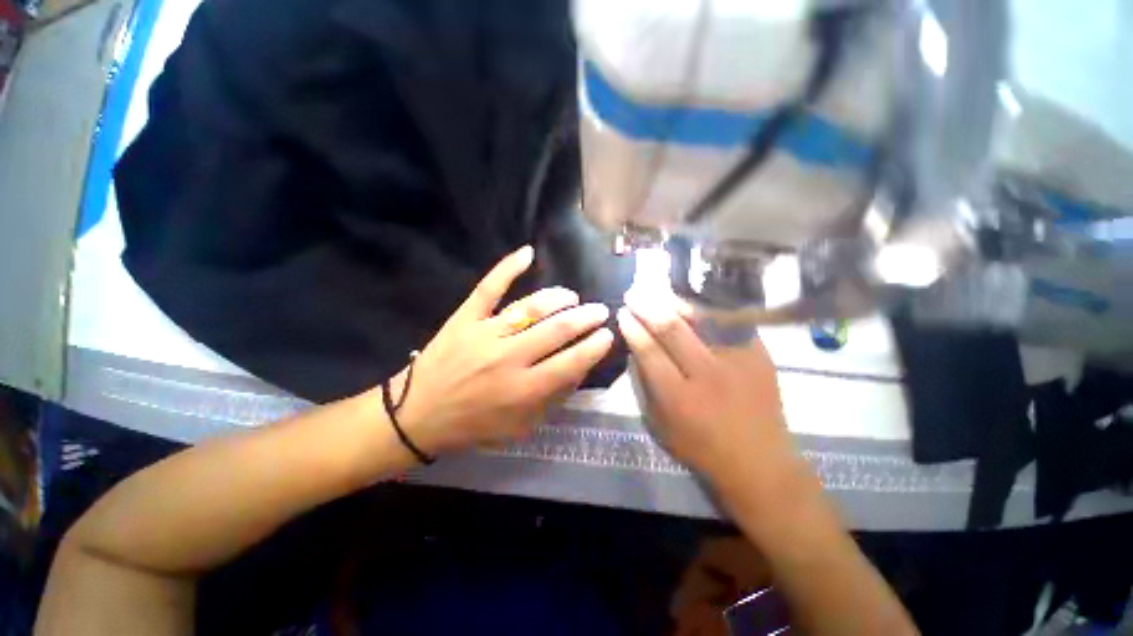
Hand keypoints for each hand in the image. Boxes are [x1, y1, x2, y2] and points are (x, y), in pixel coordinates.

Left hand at [391, 246, 613, 456]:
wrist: (418, 414)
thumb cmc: (474, 424)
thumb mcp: (521, 425)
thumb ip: (553, 398)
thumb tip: (580, 366)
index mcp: (524, 390)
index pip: (571, 361)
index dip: (595, 345)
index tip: (607, 334)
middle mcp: (509, 358)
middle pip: (557, 329)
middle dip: (586, 317)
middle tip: (599, 311)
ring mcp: (485, 334)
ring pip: (531, 307)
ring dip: (559, 298)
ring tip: (572, 297)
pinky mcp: (465, 318)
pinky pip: (489, 288)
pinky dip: (508, 267)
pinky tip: (527, 253)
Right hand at [616, 294, 790, 480]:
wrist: (760, 462)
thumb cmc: (702, 448)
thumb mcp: (661, 425)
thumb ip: (647, 385)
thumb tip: (637, 349)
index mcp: (679, 397)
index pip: (649, 351)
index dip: (633, 329)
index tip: (623, 313)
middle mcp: (708, 375)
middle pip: (672, 330)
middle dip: (648, 307)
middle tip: (633, 293)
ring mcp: (737, 361)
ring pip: (701, 319)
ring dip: (674, 302)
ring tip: (657, 290)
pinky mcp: (759, 355)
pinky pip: (728, 322)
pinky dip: (707, 309)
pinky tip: (692, 299)